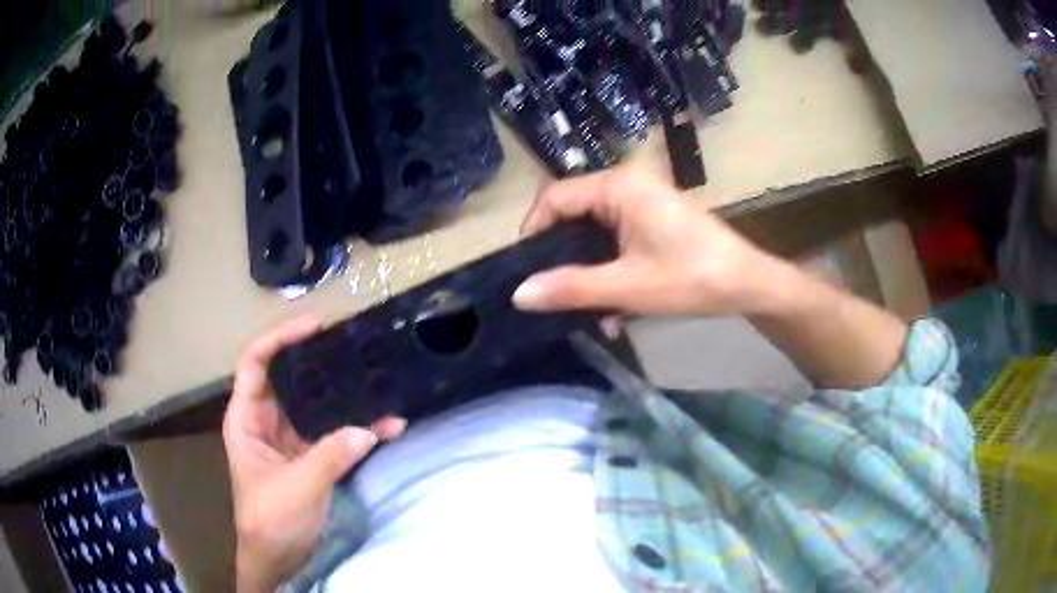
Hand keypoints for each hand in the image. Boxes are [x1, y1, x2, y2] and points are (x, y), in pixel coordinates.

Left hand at [223, 316, 405, 592]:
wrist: (279, 558)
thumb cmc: (271, 520)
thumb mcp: (297, 488)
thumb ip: (329, 457)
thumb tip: (368, 429)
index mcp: (247, 418)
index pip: (256, 364)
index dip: (279, 339)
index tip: (314, 327)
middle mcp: (267, 420)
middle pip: (290, 378)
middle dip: (319, 360)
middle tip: (352, 345)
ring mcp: (291, 438)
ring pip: (316, 405)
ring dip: (345, 396)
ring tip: (376, 377)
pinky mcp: (311, 455)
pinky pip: (335, 434)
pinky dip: (359, 430)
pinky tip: (388, 426)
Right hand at [513, 167, 780, 316]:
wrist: (749, 284)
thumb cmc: (691, 277)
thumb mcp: (627, 286)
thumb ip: (571, 287)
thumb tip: (518, 294)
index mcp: (618, 186)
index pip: (554, 197)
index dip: (533, 231)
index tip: (525, 272)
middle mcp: (627, 185)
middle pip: (573, 215)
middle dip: (562, 259)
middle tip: (552, 295)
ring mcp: (642, 203)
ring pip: (594, 233)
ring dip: (588, 272)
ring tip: (588, 313)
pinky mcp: (653, 222)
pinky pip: (616, 241)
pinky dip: (609, 271)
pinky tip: (615, 310)